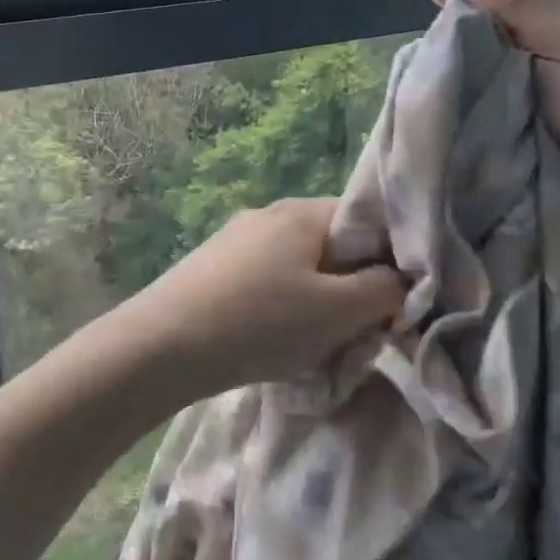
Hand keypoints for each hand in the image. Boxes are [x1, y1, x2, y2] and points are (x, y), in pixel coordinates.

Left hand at [116, 198, 404, 399]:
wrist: (161, 346)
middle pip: (332, 248)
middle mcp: (269, 215)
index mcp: (303, 212)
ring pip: (299, 269)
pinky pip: (267, 283)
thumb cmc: (260, 322)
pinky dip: (281, 311)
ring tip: (312, 347)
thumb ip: (383, 291)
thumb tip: (398, 282)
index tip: (391, 306)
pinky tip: (271, 343)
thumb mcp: (336, 311)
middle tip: (353, 334)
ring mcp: (236, 240)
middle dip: (350, 291)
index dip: (388, 262)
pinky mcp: (214, 268)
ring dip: (316, 306)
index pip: (367, 222)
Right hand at [432, 0, 559, 258]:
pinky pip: (488, 108)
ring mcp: (542, 96)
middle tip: (435, 36)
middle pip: (505, 23)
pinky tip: (443, 102)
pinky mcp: (524, 135)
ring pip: (492, 67)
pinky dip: (467, 104)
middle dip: (470, 24)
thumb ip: (525, 3)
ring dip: (465, 67)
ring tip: (432, 70)